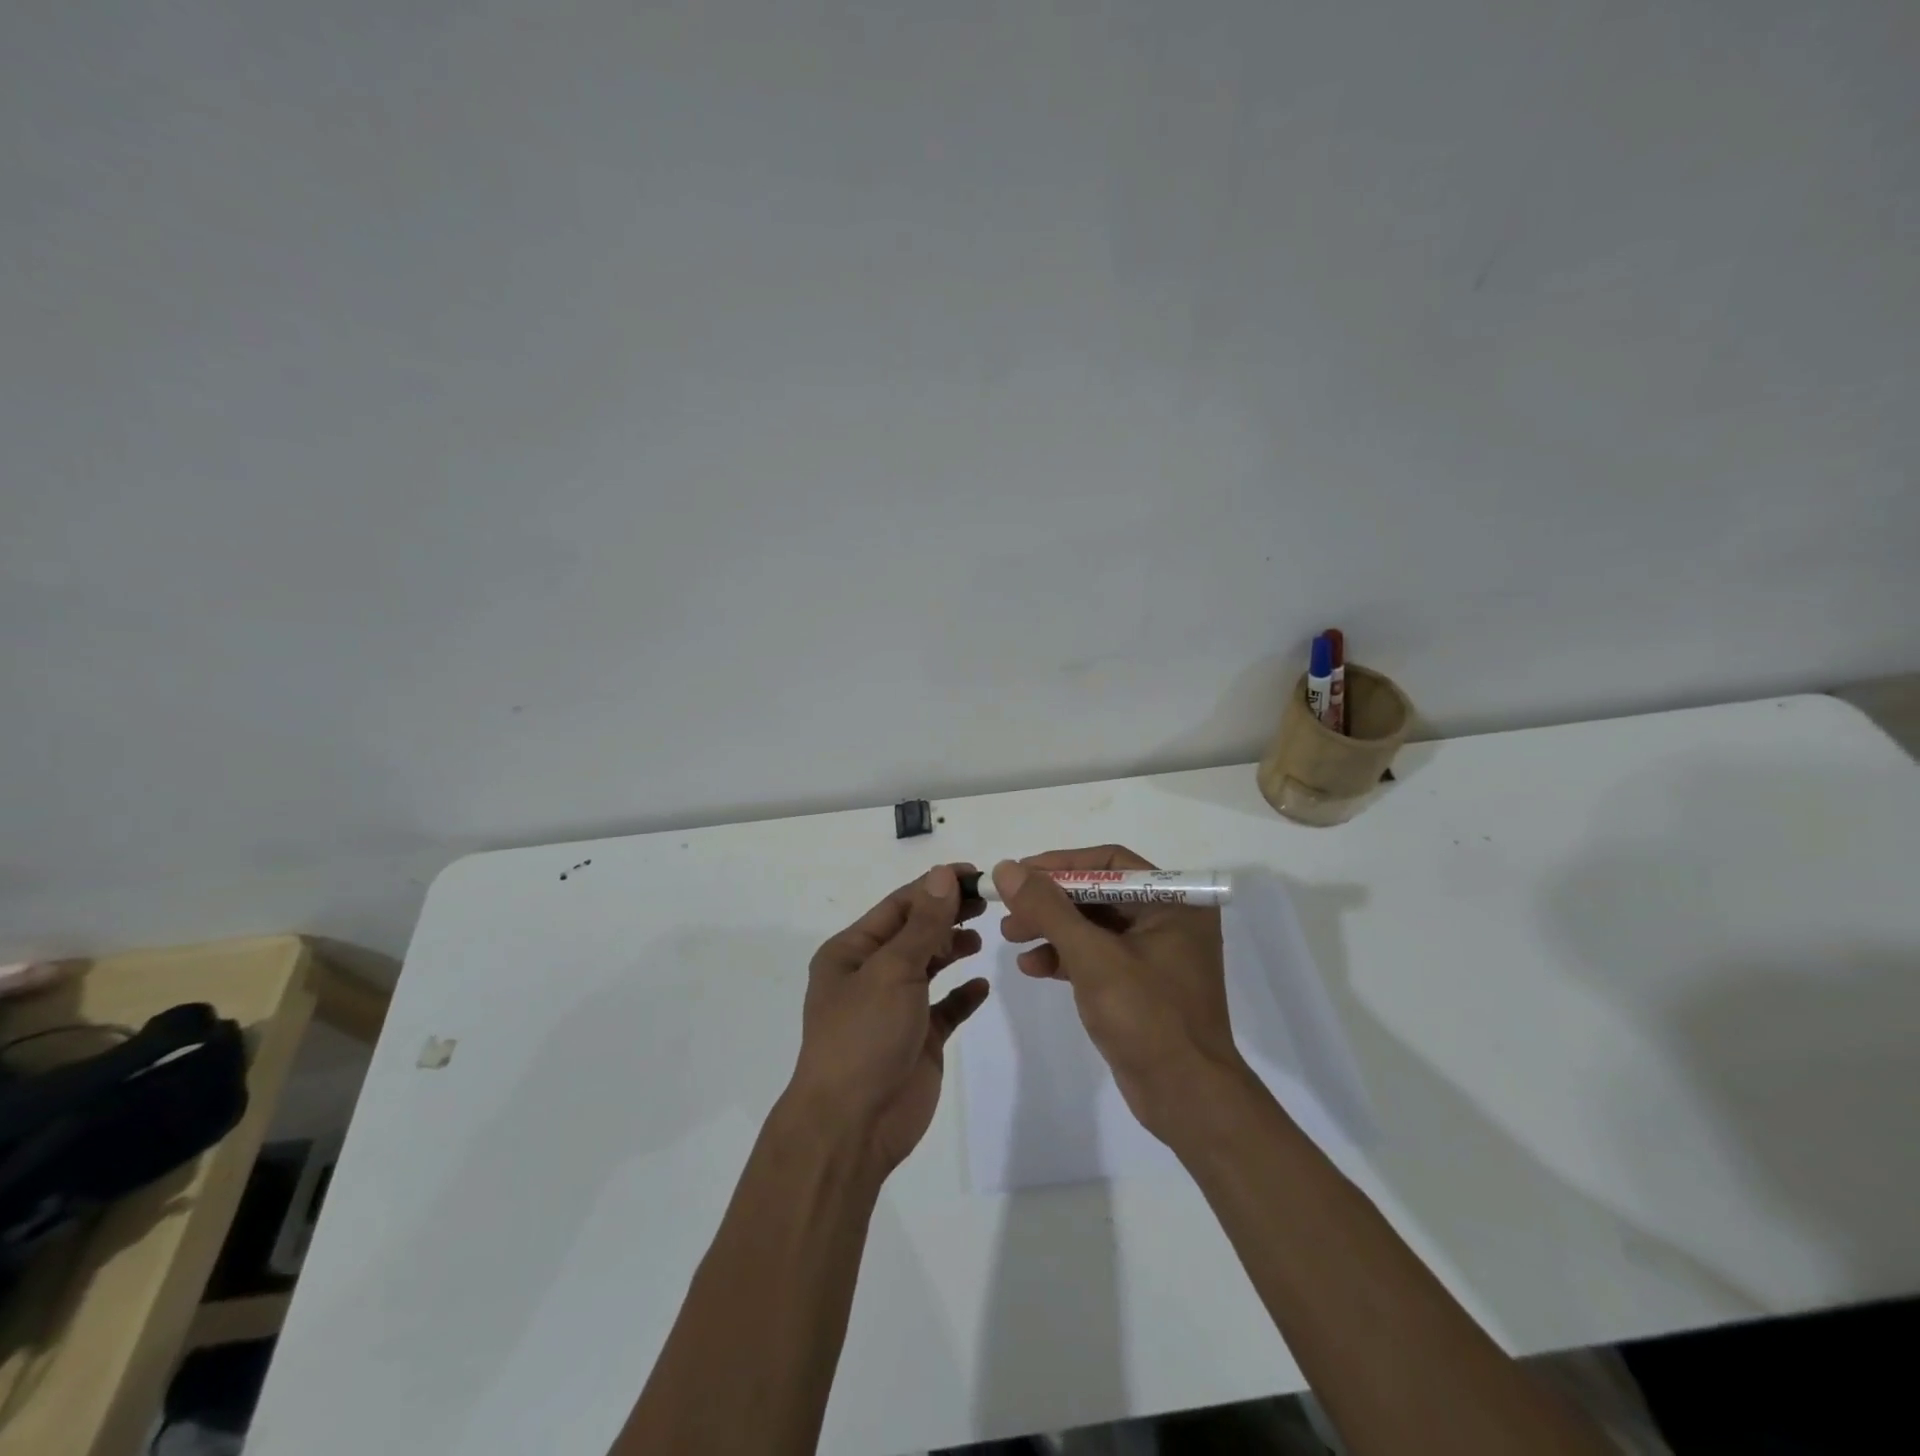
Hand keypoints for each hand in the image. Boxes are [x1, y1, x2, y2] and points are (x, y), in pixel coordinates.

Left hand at [786, 864, 989, 1173]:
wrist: (852, 1125)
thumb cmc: (864, 1035)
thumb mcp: (892, 970)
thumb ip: (924, 924)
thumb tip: (944, 874)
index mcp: (852, 952)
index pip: (899, 906)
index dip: (936, 887)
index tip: (976, 874)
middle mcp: (871, 974)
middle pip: (916, 932)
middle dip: (949, 914)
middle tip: (989, 903)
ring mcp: (895, 1008)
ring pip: (929, 965)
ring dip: (954, 948)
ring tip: (983, 937)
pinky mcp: (918, 1038)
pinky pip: (945, 1008)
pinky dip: (962, 994)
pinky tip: (981, 985)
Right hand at [993, 846, 1242, 1142]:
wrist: (1187, 1099)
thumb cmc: (1147, 1017)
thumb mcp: (1092, 957)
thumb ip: (1048, 909)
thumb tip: (1007, 868)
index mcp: (1174, 901)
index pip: (1110, 862)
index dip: (1061, 864)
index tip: (1020, 873)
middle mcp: (1168, 920)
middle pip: (1098, 894)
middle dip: (1051, 902)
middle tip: (1008, 910)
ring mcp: (1155, 954)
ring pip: (1094, 926)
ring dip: (1052, 930)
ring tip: (1011, 938)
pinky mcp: (1140, 985)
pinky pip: (1097, 957)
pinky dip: (1065, 958)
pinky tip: (1033, 968)